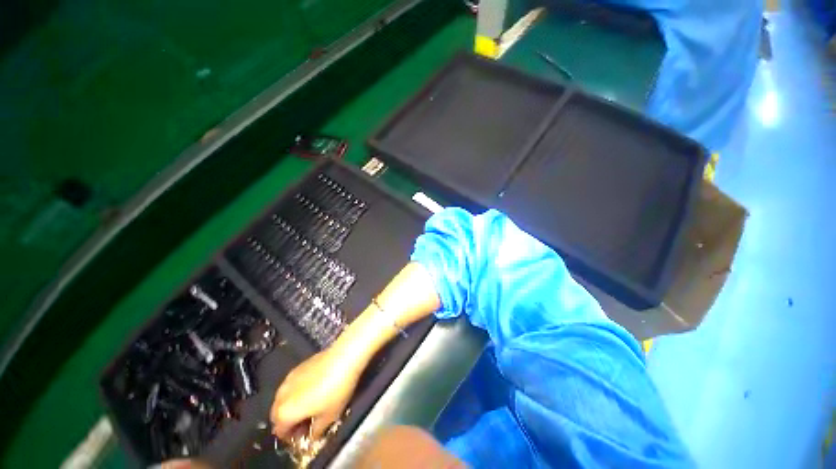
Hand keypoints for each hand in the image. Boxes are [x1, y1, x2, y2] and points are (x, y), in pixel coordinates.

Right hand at [270, 344, 363, 439]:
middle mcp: (281, 395)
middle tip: (308, 420)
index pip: (280, 432)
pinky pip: (293, 384)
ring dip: (293, 404)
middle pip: (278, 414)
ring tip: (312, 404)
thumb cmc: (336, 390)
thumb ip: (316, 431)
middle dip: (290, 420)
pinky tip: (315, 388)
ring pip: (285, 397)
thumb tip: (312, 435)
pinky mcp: (299, 365)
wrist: (344, 357)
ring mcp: (289, 377)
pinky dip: (298, 390)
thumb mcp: (329, 417)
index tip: (306, 434)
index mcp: (284, 412)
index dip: (293, 436)